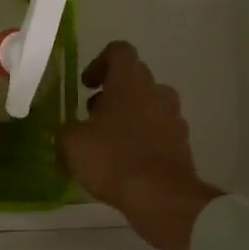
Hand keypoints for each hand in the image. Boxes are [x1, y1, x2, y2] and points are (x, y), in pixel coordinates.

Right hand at [56, 41, 221, 249]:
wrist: (162, 198)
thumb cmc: (113, 159)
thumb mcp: (72, 143)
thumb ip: (67, 129)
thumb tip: (69, 130)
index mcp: (130, 82)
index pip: (119, 51)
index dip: (99, 62)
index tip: (86, 85)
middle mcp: (156, 92)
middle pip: (134, 79)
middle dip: (112, 93)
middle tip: (90, 115)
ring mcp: (174, 119)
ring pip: (148, 106)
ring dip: (128, 116)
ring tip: (105, 142)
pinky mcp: (182, 145)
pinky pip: (158, 132)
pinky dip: (142, 139)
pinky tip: (123, 162)